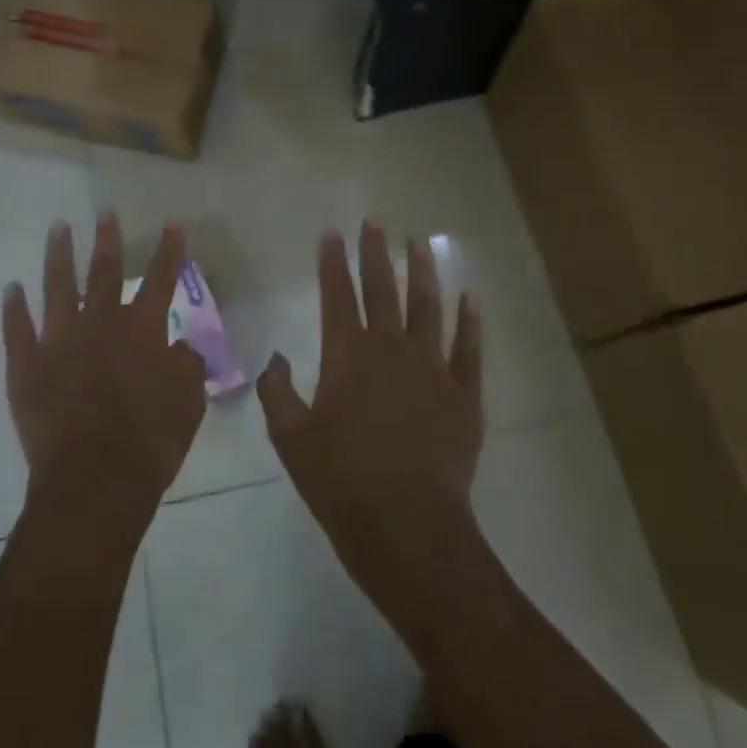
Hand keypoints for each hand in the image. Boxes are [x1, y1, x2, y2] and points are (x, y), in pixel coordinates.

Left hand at [4, 213, 207, 533]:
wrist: (94, 480)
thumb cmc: (150, 441)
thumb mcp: (188, 404)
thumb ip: (187, 367)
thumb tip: (181, 347)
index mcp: (141, 331)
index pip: (161, 280)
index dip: (170, 250)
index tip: (173, 222)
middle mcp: (100, 324)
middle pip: (104, 272)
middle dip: (108, 239)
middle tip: (104, 212)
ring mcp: (59, 341)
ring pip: (57, 288)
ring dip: (58, 256)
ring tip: (58, 229)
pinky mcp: (26, 366)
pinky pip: (17, 329)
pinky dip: (14, 308)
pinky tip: (11, 288)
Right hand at [258, 222, 483, 602]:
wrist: (406, 525)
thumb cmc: (341, 481)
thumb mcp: (291, 439)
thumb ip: (277, 392)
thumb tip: (277, 358)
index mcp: (348, 355)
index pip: (337, 295)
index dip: (332, 262)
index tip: (332, 234)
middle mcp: (391, 349)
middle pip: (383, 289)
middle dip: (375, 253)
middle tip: (375, 222)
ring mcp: (432, 368)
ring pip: (428, 307)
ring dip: (423, 273)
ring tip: (420, 244)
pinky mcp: (463, 394)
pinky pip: (469, 348)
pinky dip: (469, 321)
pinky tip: (470, 298)